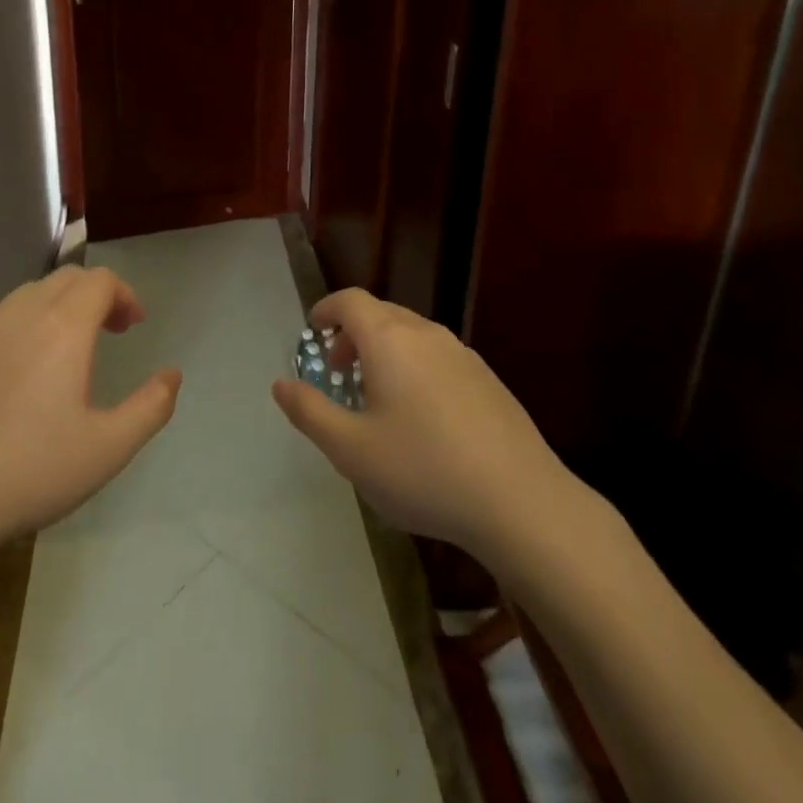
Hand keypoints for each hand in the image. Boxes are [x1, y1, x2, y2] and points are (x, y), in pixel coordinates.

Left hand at [0, 266, 181, 552]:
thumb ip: (151, 406)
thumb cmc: (33, 470)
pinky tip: (18, 371)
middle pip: (66, 279)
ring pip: (28, 294)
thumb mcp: (109, 448)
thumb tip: (172, 374)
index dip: (124, 295)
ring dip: (57, 307)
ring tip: (66, 348)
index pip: (101, 281)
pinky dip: (22, 326)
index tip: (133, 326)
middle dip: (95, 296)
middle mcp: (21, 313)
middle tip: (109, 332)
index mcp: (63, 327)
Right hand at [271, 288, 581, 579]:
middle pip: (382, 314)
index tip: (313, 328)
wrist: (521, 502)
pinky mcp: (489, 381)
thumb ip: (309, 411)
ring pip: (412, 335)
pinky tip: (421, 416)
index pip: (351, 301)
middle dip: (353, 332)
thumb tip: (280, 384)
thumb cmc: (423, 470)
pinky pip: (439, 357)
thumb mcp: (350, 449)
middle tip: (338, 367)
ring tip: (377, 394)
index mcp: (389, 341)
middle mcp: (427, 335)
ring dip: (385, 350)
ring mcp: (463, 355)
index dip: (327, 308)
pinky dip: (415, 366)